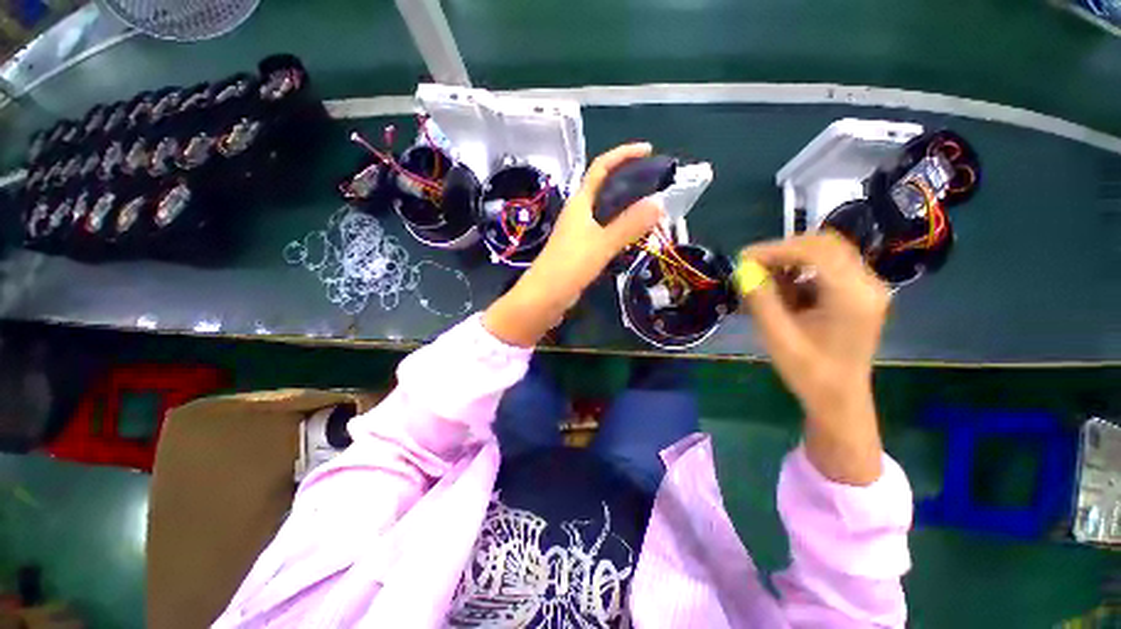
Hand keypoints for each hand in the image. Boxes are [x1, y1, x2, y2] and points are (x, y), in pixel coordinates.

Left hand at [484, 143, 662, 346]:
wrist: (545, 297)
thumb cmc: (570, 266)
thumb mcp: (602, 244)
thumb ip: (629, 225)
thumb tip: (659, 203)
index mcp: (580, 203)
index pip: (601, 167)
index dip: (623, 154)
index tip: (648, 150)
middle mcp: (579, 213)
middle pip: (605, 187)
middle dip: (629, 181)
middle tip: (656, 186)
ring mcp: (579, 232)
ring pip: (606, 211)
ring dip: (627, 207)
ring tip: (651, 210)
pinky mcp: (581, 249)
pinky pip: (605, 231)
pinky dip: (621, 228)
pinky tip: (634, 236)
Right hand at [740, 233, 890, 484]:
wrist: (839, 398)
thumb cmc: (808, 372)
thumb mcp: (777, 337)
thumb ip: (761, 301)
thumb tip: (743, 271)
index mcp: (852, 297)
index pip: (815, 252)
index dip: (775, 250)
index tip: (743, 258)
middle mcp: (867, 285)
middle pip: (824, 245)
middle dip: (783, 251)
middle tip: (752, 266)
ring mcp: (867, 287)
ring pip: (826, 253)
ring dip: (791, 261)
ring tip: (765, 281)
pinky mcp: (859, 293)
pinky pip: (827, 267)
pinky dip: (800, 272)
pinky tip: (784, 291)